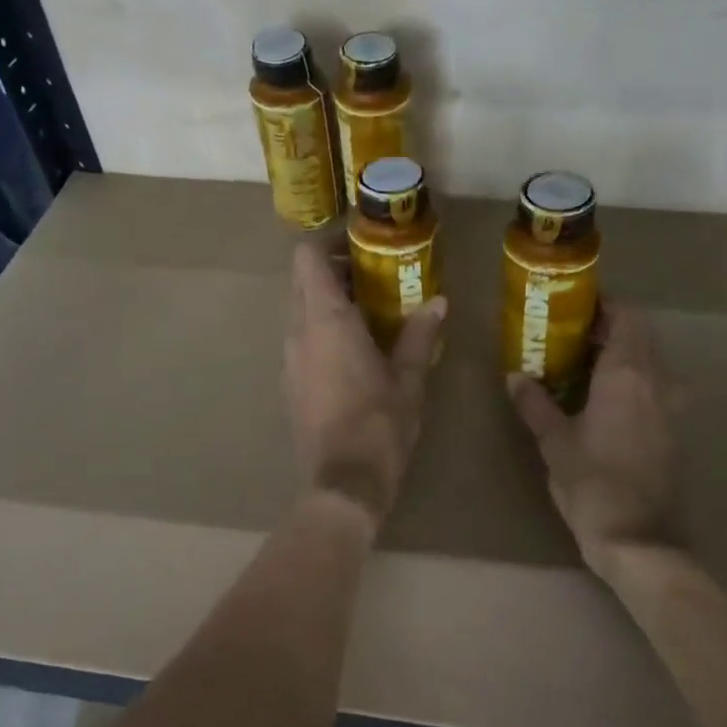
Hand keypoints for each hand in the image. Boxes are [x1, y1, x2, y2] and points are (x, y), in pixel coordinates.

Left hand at [285, 243, 446, 530]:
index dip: (330, 243)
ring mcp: (288, 360)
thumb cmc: (381, 424)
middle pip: (302, 281)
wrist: (343, 484)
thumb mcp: (410, 379)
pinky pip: (299, 341)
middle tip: (373, 279)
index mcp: (327, 321)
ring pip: (298, 312)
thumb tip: (438, 302)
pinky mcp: (288, 385)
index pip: (308, 257)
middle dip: (333, 272)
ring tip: (367, 315)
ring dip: (326, 303)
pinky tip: (352, 354)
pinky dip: (320, 332)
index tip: (362, 247)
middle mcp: (298, 333)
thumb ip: (420, 335)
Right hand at [508, 304, 675, 571]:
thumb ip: (535, 403)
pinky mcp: (673, 431)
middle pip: (640, 336)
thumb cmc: (592, 484)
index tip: (575, 308)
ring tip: (583, 366)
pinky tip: (602, 400)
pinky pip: (654, 388)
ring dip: (622, 356)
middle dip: (609, 329)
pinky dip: (632, 381)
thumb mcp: (554, 442)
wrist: (639, 540)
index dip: (604, 306)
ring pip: (650, 362)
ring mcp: (671, 407)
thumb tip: (515, 377)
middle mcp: (656, 381)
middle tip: (569, 337)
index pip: (627, 317)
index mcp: (627, 374)